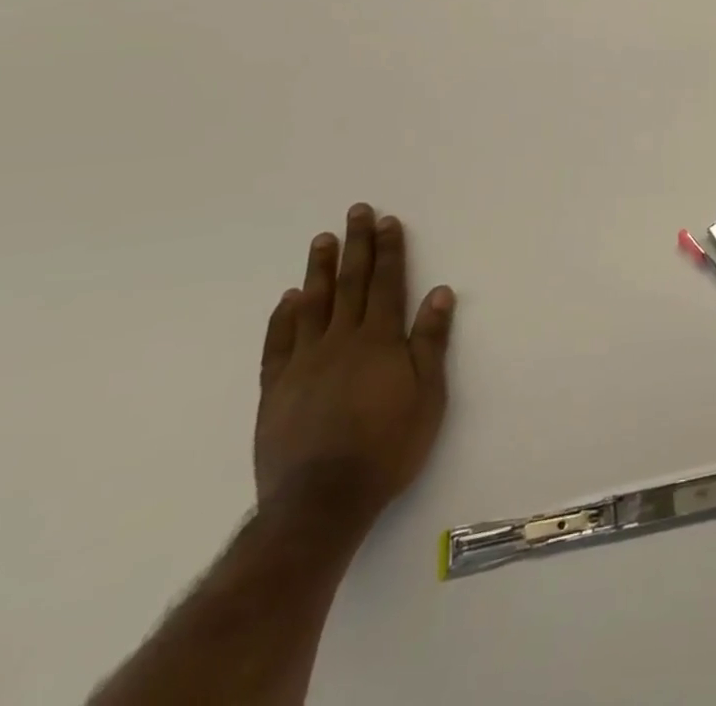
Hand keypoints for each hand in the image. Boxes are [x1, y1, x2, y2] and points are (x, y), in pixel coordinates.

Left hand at [254, 204, 456, 534]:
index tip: (387, 221)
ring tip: (321, 239)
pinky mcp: (276, 390)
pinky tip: (288, 298)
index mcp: (379, 341)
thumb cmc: (387, 447)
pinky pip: (278, 343)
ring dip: (319, 269)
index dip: (389, 250)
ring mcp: (304, 363)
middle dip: (356, 245)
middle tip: (355, 212)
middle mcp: (341, 341)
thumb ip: (430, 342)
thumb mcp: (427, 395)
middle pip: (350, 283)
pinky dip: (283, 317)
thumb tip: (439, 292)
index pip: (386, 283)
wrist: (321, 503)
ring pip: (312, 305)